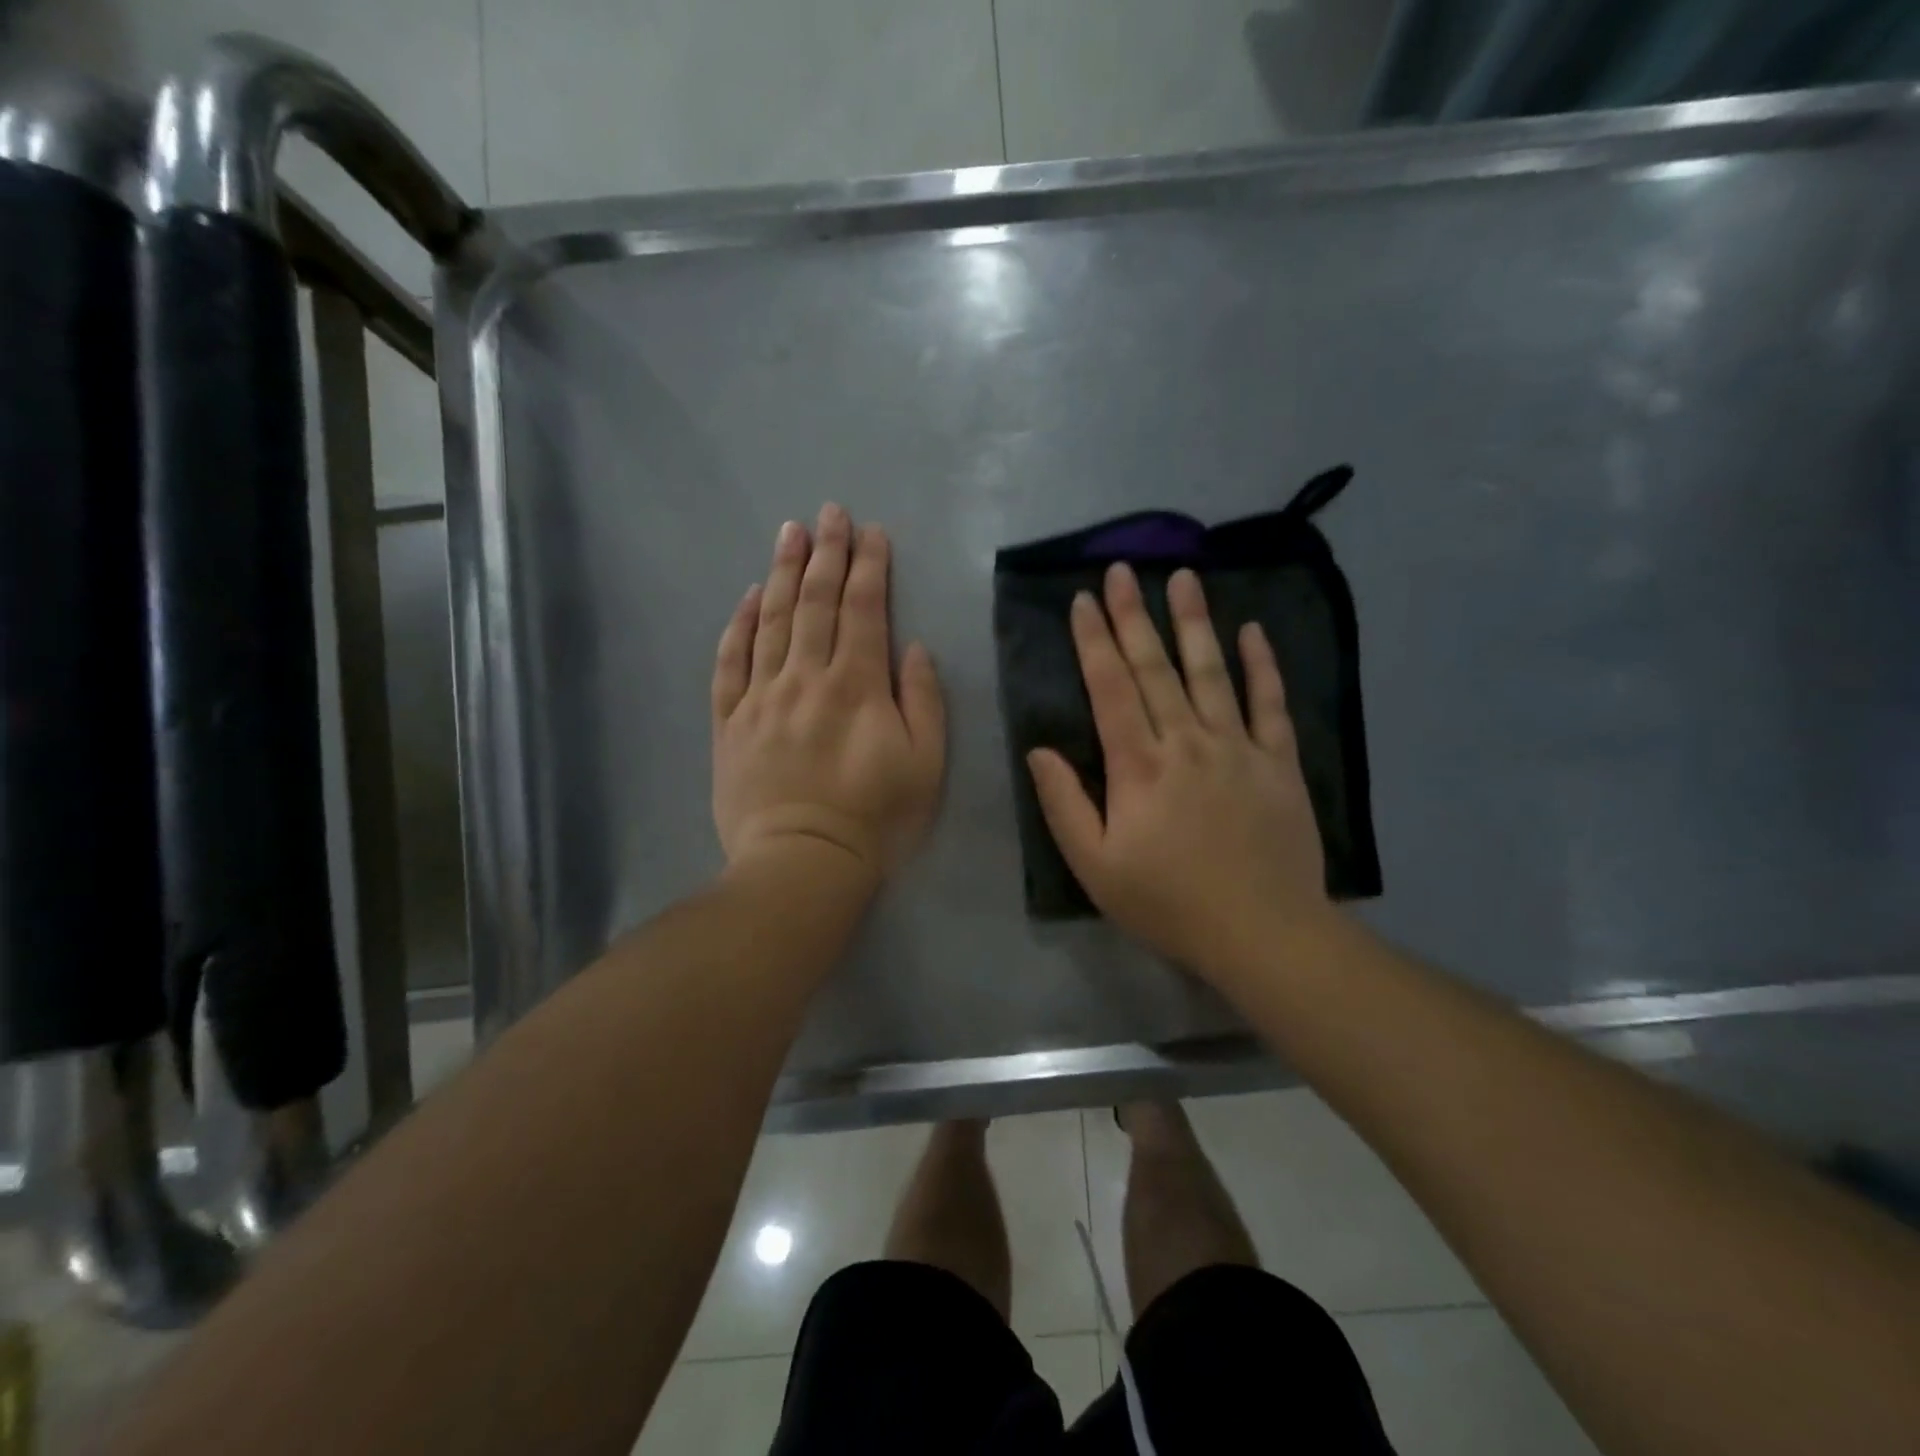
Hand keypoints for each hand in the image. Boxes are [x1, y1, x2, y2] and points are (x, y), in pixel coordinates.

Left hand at [712, 504, 944, 885]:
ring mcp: (762, 697)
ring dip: (782, 572)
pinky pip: (730, 662)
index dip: (869, 567)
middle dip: (826, 553)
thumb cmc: (875, 820)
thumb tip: (910, 648)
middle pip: (815, 602)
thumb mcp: (925, 765)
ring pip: (771, 620)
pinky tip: (747, 597)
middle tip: (828, 512)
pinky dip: (738, 625)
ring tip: (789, 532)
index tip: (871, 531)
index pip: (863, 610)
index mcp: (857, 686)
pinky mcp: (730, 721)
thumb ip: (923, 701)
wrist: (802, 864)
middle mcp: (806, 678)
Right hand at [1026, 563, 1335, 983]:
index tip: (1083, 601)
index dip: (1094, 642)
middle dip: (1134, 615)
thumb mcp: (1095, 867)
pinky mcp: (1278, 762)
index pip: (1110, 690)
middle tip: (1122, 569)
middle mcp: (1187, 742)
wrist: (1262, 933)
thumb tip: (1039, 750)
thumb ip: (1064, 805)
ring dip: (1193, 622)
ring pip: (1211, 672)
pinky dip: (1262, 665)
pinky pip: (1270, 703)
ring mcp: (1238, 747)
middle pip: (1155, 668)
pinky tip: (1252, 630)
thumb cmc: (1168, 903)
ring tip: (1182, 576)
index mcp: (1139, 767)